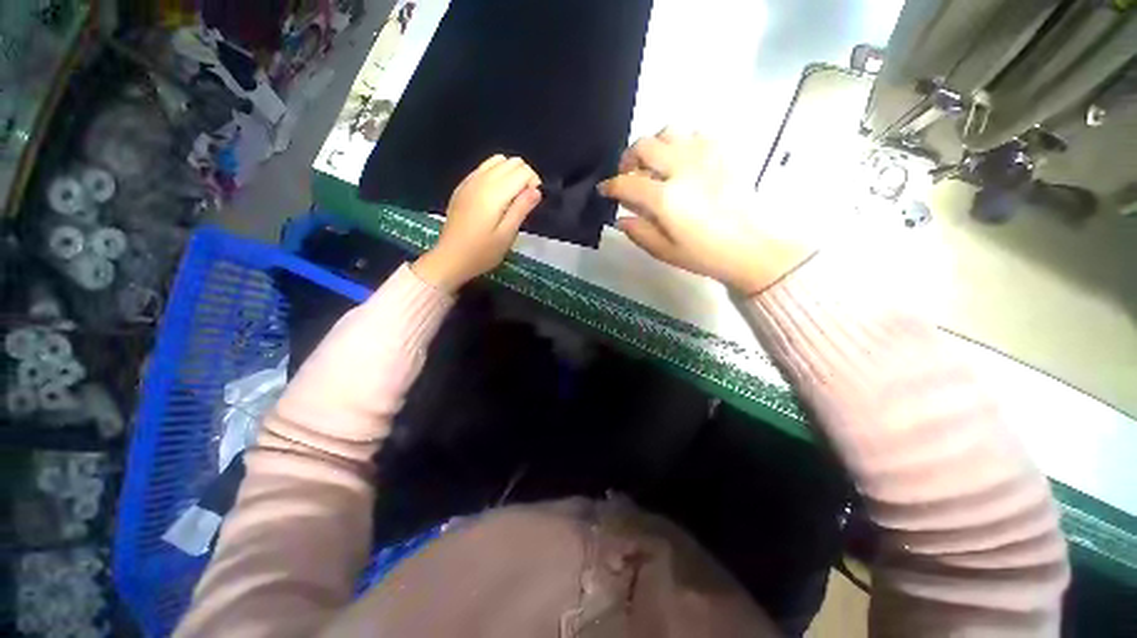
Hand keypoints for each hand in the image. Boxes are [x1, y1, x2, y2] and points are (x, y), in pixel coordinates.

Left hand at [413, 155, 541, 291]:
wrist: (450, 258)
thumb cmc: (482, 252)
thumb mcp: (506, 235)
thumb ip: (521, 209)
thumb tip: (537, 189)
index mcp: (494, 193)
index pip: (522, 171)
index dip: (534, 184)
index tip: (533, 203)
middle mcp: (481, 180)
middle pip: (511, 162)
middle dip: (524, 176)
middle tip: (525, 201)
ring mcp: (469, 181)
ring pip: (497, 161)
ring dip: (510, 173)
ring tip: (513, 197)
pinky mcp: (462, 187)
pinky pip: (483, 168)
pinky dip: (496, 174)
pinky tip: (496, 195)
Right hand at [599, 129, 813, 294]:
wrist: (750, 247)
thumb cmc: (705, 255)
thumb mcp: (664, 251)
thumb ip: (638, 232)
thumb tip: (620, 218)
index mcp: (665, 198)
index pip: (626, 183)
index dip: (610, 186)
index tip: (604, 190)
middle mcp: (681, 169)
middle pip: (644, 146)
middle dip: (628, 159)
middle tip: (628, 175)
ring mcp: (704, 157)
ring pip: (668, 132)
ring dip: (654, 146)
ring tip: (654, 165)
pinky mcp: (722, 153)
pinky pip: (695, 134)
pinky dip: (680, 144)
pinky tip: (681, 162)